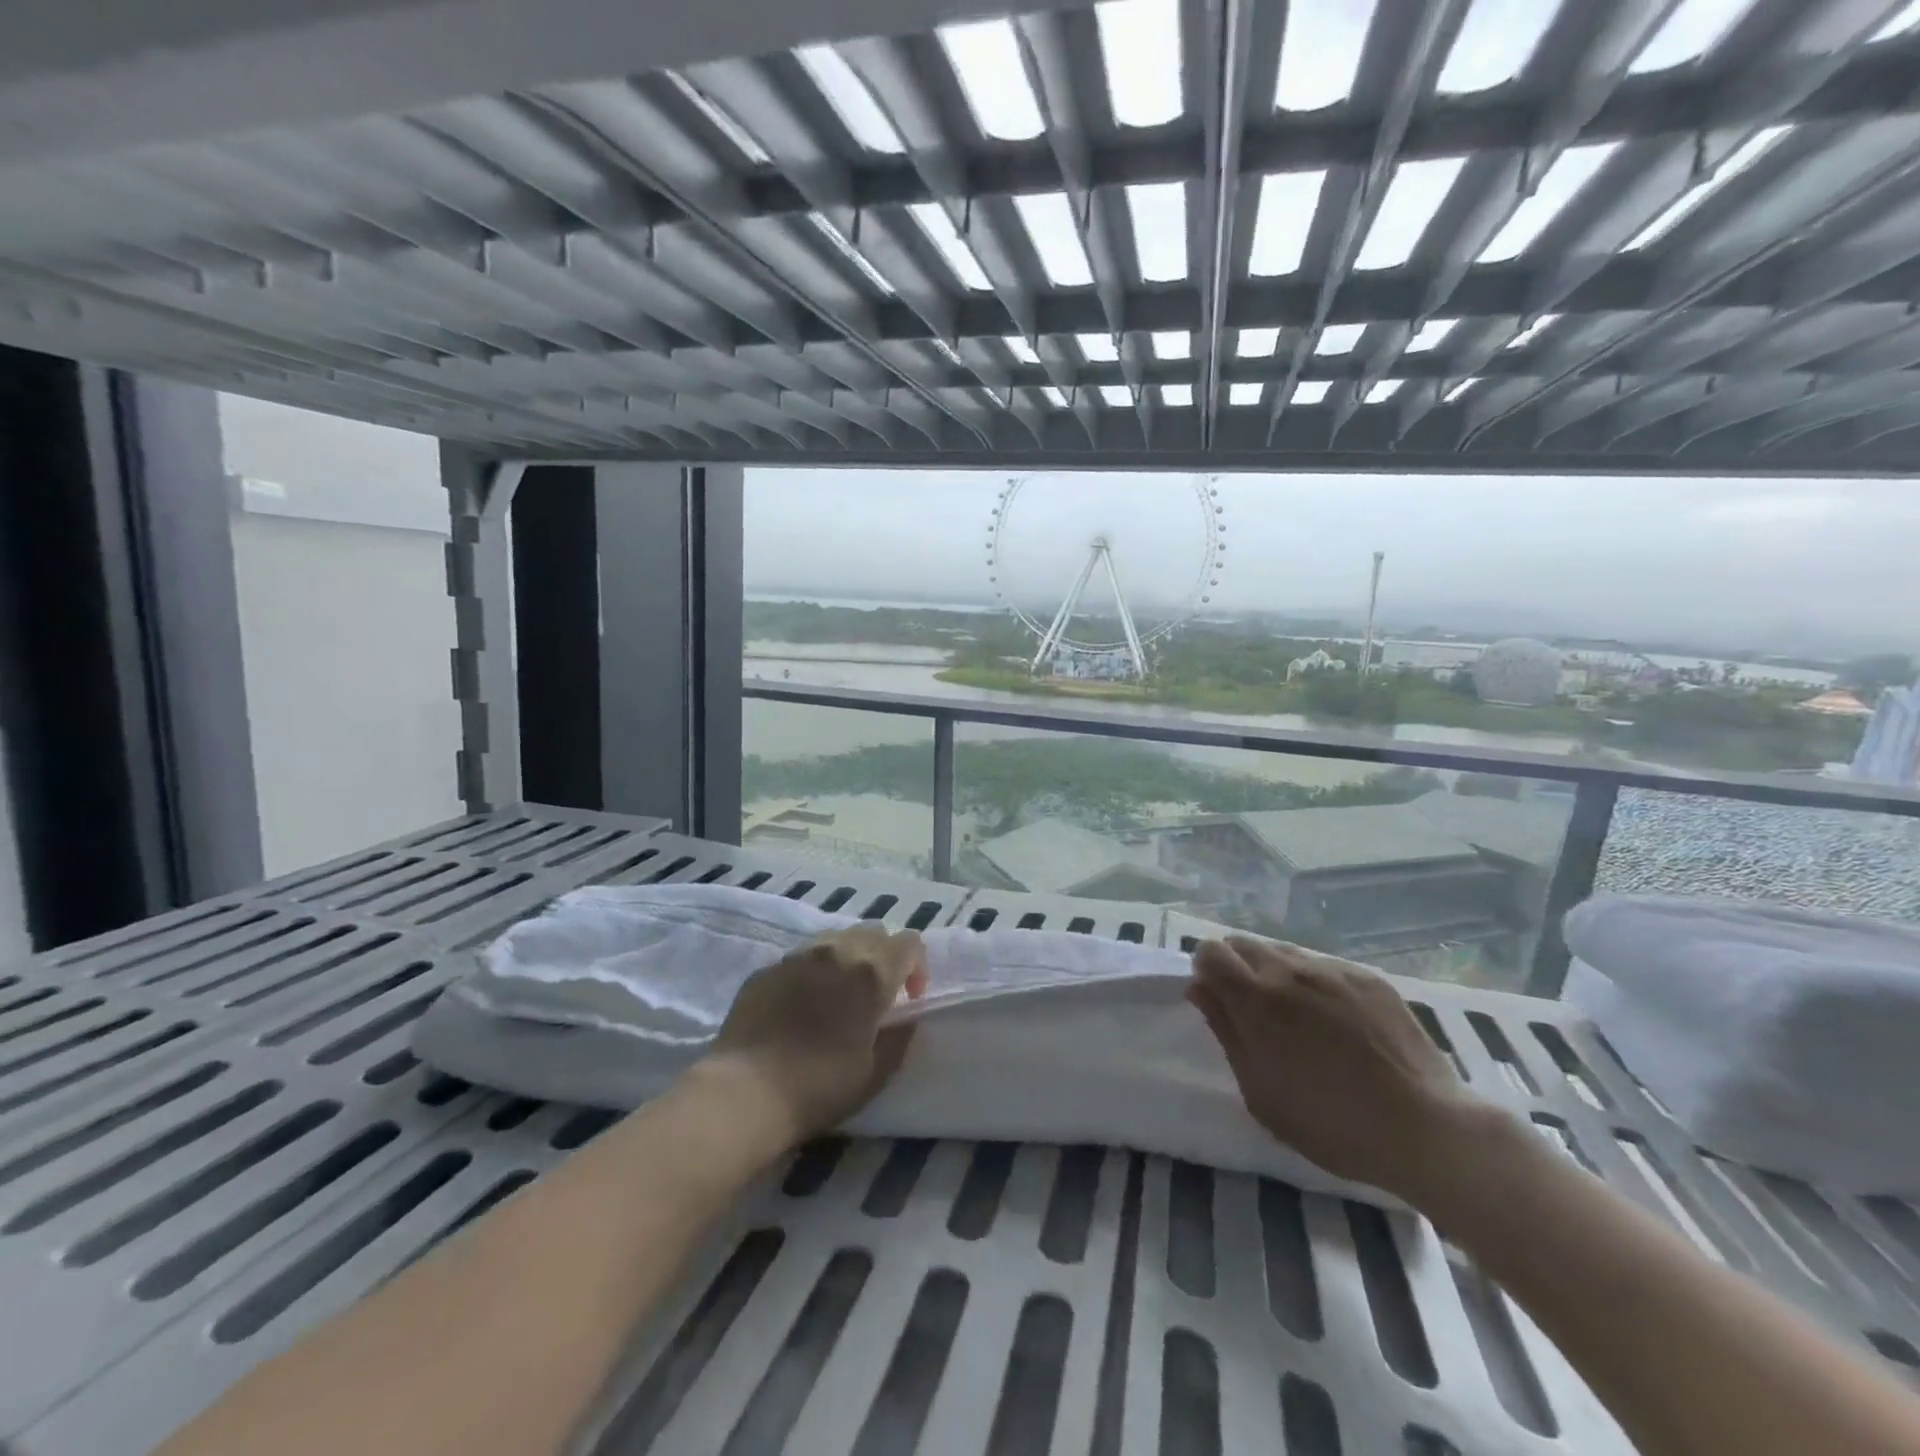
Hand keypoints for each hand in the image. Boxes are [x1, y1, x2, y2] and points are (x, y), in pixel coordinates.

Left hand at [707, 924, 929, 1140]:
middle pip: (873, 931)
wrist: (745, 1093)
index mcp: (872, 972)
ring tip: (839, 994)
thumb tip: (905, 1020)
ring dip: (848, 957)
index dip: (917, 966)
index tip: (910, 998)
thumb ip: (899, 1038)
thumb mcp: (876, 1072)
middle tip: (877, 994)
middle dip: (884, 956)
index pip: (909, 942)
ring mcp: (798, 956)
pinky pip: (801, 957)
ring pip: (836, 937)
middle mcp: (837, 951)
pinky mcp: (767, 968)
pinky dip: (813, 972)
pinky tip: (801, 1006)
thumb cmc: (820, 1087)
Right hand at [1187, 936, 1484, 1202]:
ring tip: (1297, 1017)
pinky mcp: (1368, 977)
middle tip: (1252, 1011)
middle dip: (1236, 967)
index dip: (1206, 972)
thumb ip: (1226, 1032)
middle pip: (1243, 943)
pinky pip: (1323, 965)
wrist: (1427, 1129)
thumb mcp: (1260, 1092)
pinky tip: (1337, 1023)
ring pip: (1284, 951)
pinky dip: (1315, 983)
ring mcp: (1333, 970)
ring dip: (1275, 973)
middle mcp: (1290, 971)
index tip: (1218, 1001)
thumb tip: (1200, 989)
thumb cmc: (1331, 1124)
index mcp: (1257, 999)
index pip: (1210, 951)